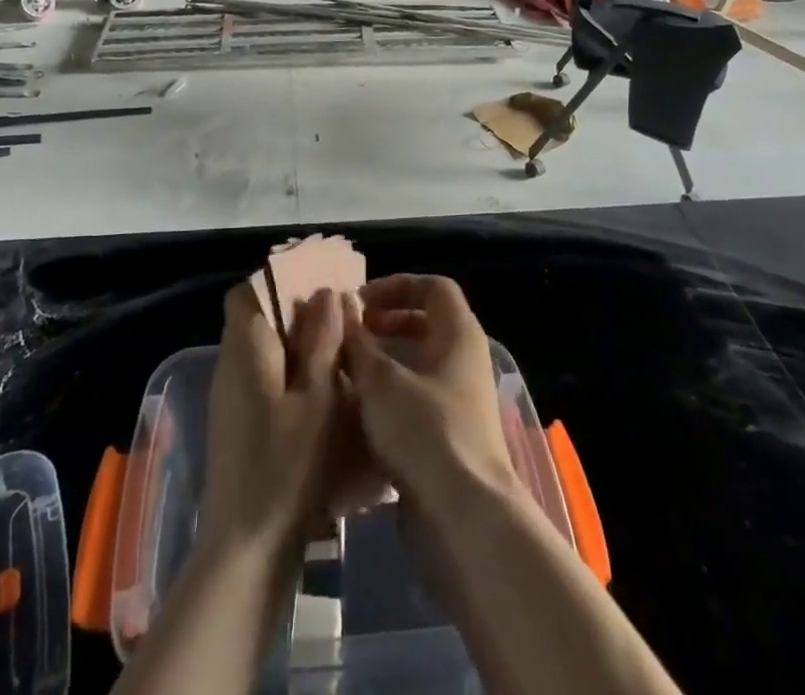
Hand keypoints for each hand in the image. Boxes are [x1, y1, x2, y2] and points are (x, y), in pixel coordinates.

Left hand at [199, 282, 344, 558]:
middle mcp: (230, 364)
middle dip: (296, 311)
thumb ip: (321, 342)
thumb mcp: (316, 400)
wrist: (246, 550)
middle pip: (256, 317)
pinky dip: (290, 373)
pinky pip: (263, 378)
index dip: (280, 279)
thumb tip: (326, 293)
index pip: (247, 291)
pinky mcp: (238, 424)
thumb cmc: (285, 468)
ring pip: (262, 348)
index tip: (318, 283)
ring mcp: (230, 397)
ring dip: (297, 343)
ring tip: (339, 352)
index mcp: (244, 348)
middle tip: (340, 317)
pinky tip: (322, 393)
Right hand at [340, 275, 518, 509]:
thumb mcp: (380, 380)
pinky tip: (359, 413)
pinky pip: (419, 400)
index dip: (397, 285)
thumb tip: (338, 305)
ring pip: (420, 365)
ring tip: (347, 371)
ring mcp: (461, 401)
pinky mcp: (451, 437)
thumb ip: (357, 341)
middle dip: (387, 323)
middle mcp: (465, 361)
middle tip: (352, 333)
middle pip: (427, 323)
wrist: (464, 518)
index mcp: (459, 333)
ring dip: (385, 362)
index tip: (361, 302)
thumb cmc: (425, 431)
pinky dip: (391, 397)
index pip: (434, 287)